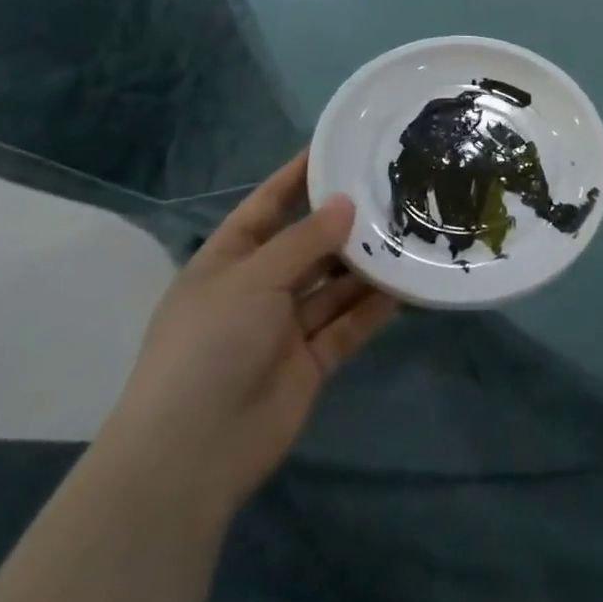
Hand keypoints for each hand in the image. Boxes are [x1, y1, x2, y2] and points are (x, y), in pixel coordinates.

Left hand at [98, 152, 397, 519]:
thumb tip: (346, 203)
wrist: (192, 453)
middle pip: (308, 245)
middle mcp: (257, 289)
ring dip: (366, 263)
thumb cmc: (210, 347)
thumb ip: (305, 240)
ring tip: (410, 230)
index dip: (296, 177)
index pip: (266, 206)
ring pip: (334, 284)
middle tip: (393, 190)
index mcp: (227, 262)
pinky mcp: (311, 360)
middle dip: (345, 222)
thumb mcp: (253, 278)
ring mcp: (285, 327)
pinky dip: (375, 305)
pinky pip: (348, 323)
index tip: (335, 148)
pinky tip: (407, 283)